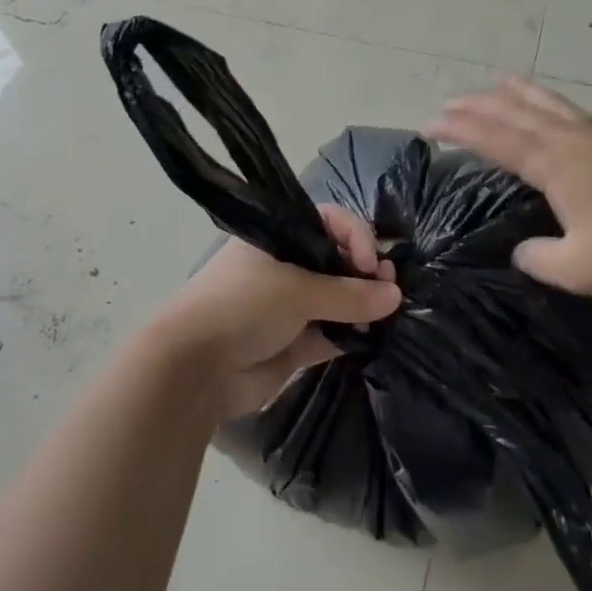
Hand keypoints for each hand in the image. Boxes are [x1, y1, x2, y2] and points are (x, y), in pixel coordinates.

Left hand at [156, 205, 400, 418]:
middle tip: (388, 287)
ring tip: (387, 313)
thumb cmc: (243, 306)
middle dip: (364, 272)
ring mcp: (290, 307)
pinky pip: (331, 334)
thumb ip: (349, 294)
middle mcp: (286, 267)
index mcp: (279, 238)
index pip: (328, 222)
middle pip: (336, 260)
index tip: (370, 263)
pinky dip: (351, 335)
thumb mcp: (298, 291)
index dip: (356, 236)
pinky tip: (373, 338)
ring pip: (337, 299)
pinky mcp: (294, 344)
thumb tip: (395, 294)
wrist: (196, 368)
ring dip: (362, 306)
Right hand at [425, 76, 591, 302]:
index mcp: (555, 165)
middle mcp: (572, 144)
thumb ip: (539, 258)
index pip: (496, 140)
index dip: (460, 130)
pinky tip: (556, 113)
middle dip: (479, 106)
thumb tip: (522, 250)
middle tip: (448, 103)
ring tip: (500, 79)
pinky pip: (572, 115)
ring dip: (519, 93)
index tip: (429, 124)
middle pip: (517, 114)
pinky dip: (552, 104)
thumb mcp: (576, 269)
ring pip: (549, 107)